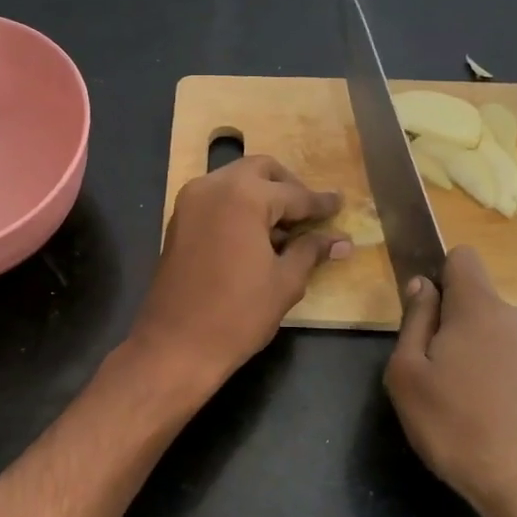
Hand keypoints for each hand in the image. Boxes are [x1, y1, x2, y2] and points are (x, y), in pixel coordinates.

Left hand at [129, 155, 349, 395]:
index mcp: (243, 195)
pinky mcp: (178, 221)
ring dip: (262, 195)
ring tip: (285, 229)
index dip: (320, 204)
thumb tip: (340, 241)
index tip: (339, 205)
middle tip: (309, 213)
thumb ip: (310, 251)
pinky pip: (216, 199)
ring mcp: (190, 202)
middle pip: (260, 170)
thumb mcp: (284, 281)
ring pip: (235, 181)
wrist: (176, 345)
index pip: (293, 194)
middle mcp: (213, 187)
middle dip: (288, 187)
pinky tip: (256, 236)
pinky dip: (239, 207)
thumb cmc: (238, 315)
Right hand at [383, 246, 516, 516]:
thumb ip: (414, 323)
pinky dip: (507, 391)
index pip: (463, 259)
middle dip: (456, 332)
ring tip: (468, 415)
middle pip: (480, 308)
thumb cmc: (462, 427)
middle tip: (437, 382)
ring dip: (482, 364)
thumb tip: (422, 286)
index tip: (426, 315)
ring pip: (501, 343)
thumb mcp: (409, 377)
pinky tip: (499, 431)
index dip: (440, 276)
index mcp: (480, 307)